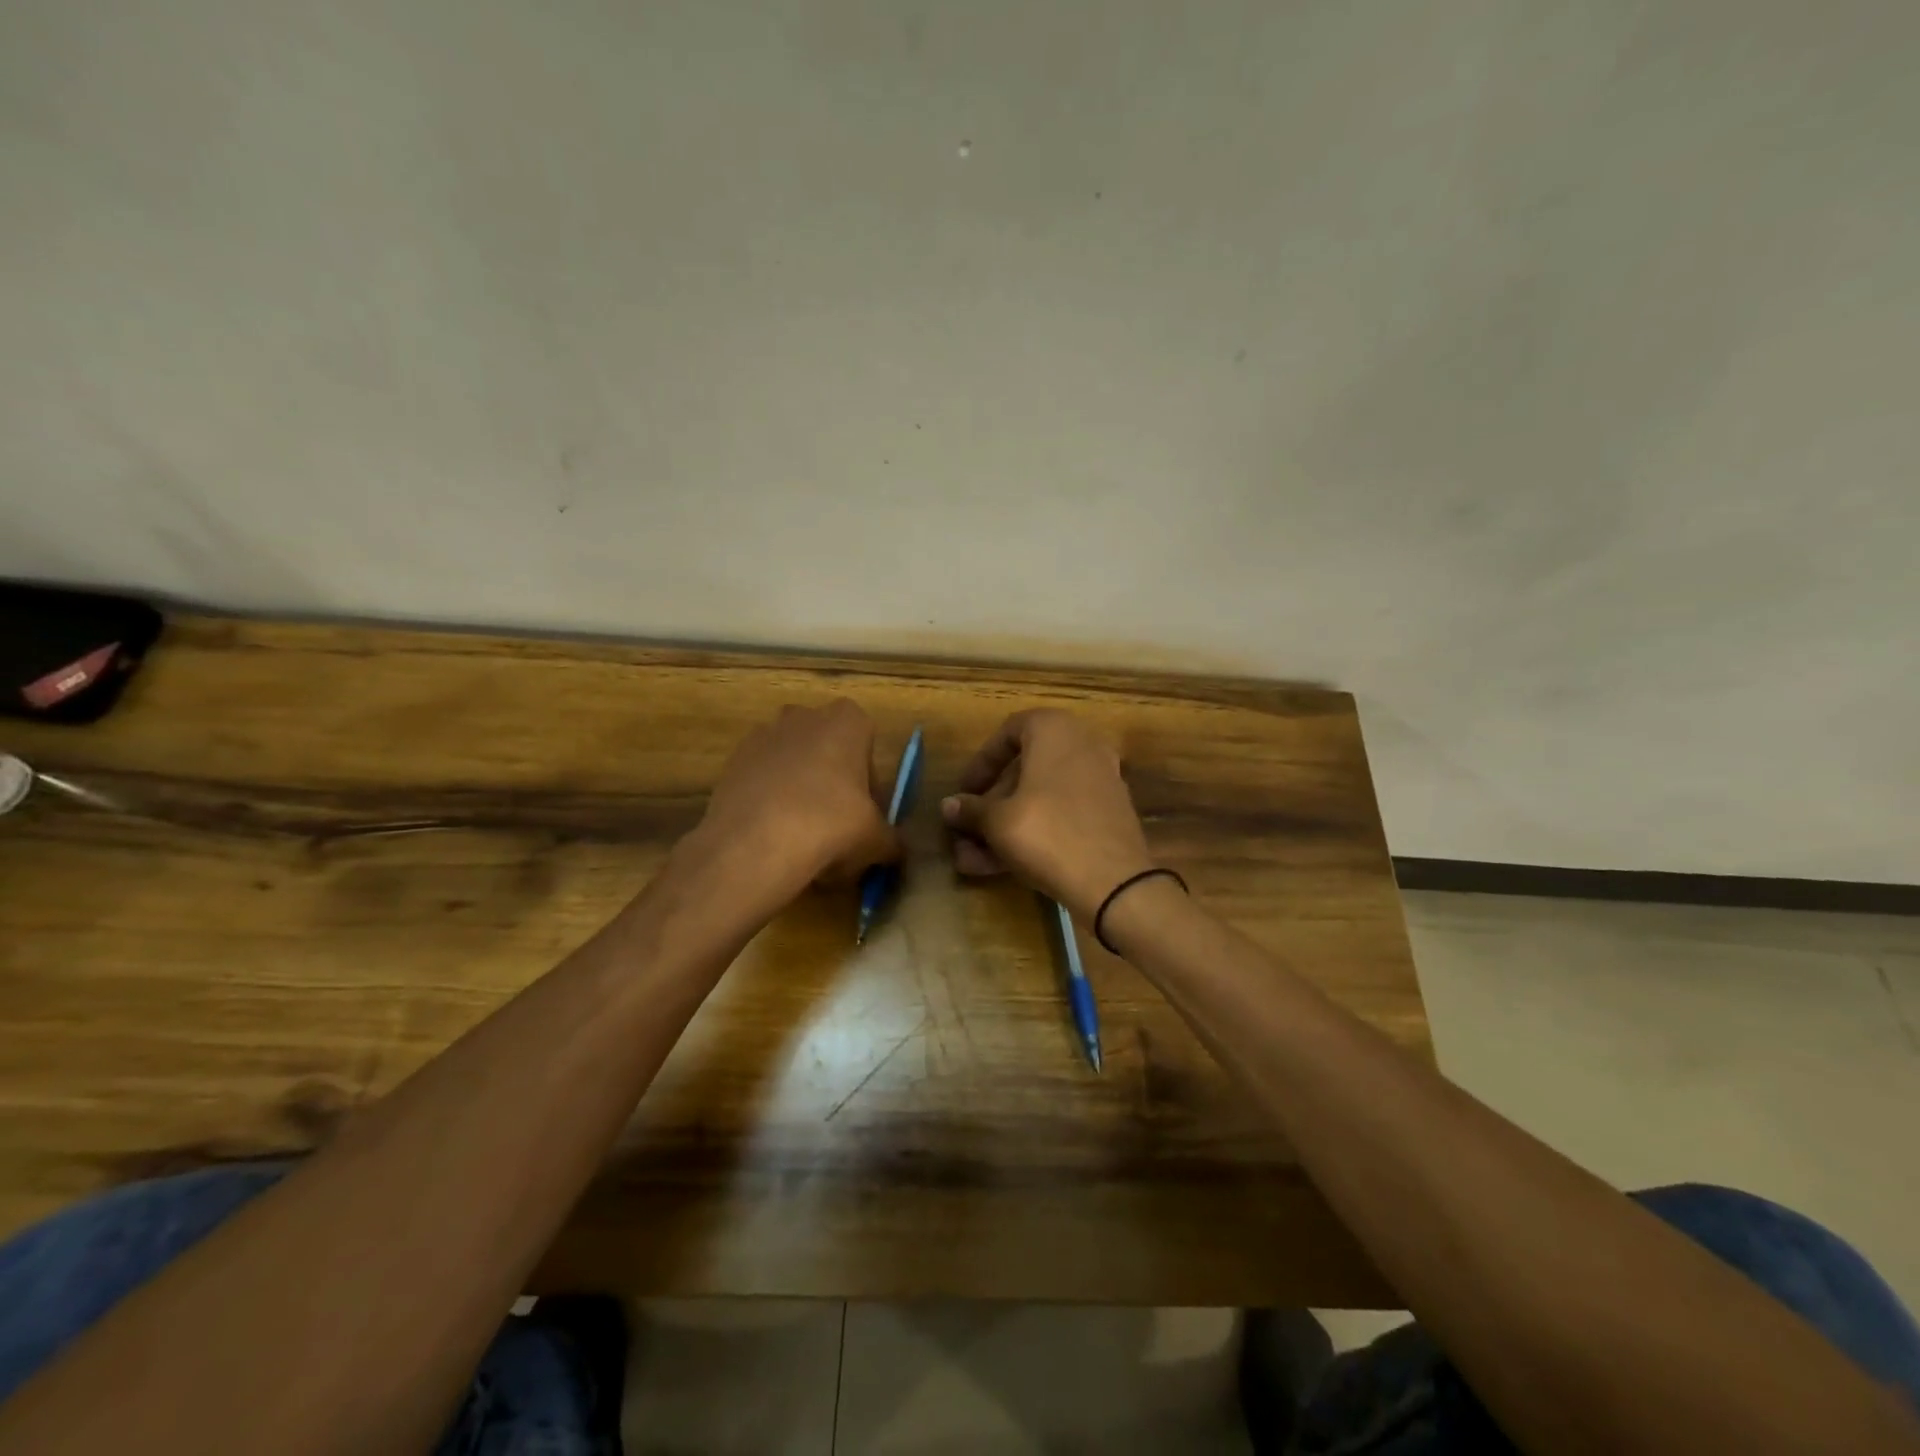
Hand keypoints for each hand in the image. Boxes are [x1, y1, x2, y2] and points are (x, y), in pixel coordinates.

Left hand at [693, 700, 902, 907]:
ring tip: (800, 836)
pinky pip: (761, 779)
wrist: (753, 844)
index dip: (868, 778)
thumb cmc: (831, 825)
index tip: (865, 810)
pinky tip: (772, 837)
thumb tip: (895, 850)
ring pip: (792, 762)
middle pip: (827, 748)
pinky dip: (768, 800)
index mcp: (846, 720)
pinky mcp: (732, 761)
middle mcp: (804, 716)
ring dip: (799, 789)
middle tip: (836, 823)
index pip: (867, 741)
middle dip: (832, 779)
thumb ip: (891, 841)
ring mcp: (763, 735)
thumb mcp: (876, 840)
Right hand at [942, 709, 1155, 921]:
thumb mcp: (998, 821)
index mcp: (1055, 730)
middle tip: (967, 829)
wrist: (1113, 881)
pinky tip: (999, 867)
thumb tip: (949, 806)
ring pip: (1040, 798)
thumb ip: (971, 809)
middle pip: (1024, 770)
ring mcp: (1100, 780)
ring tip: (971, 859)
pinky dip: (1033, 833)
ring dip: (1005, 825)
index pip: (1008, 733)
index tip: (964, 791)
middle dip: (990, 804)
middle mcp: (1082, 745)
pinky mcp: (1107, 814)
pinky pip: (1061, 815)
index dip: (981, 763)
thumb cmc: (1046, 833)